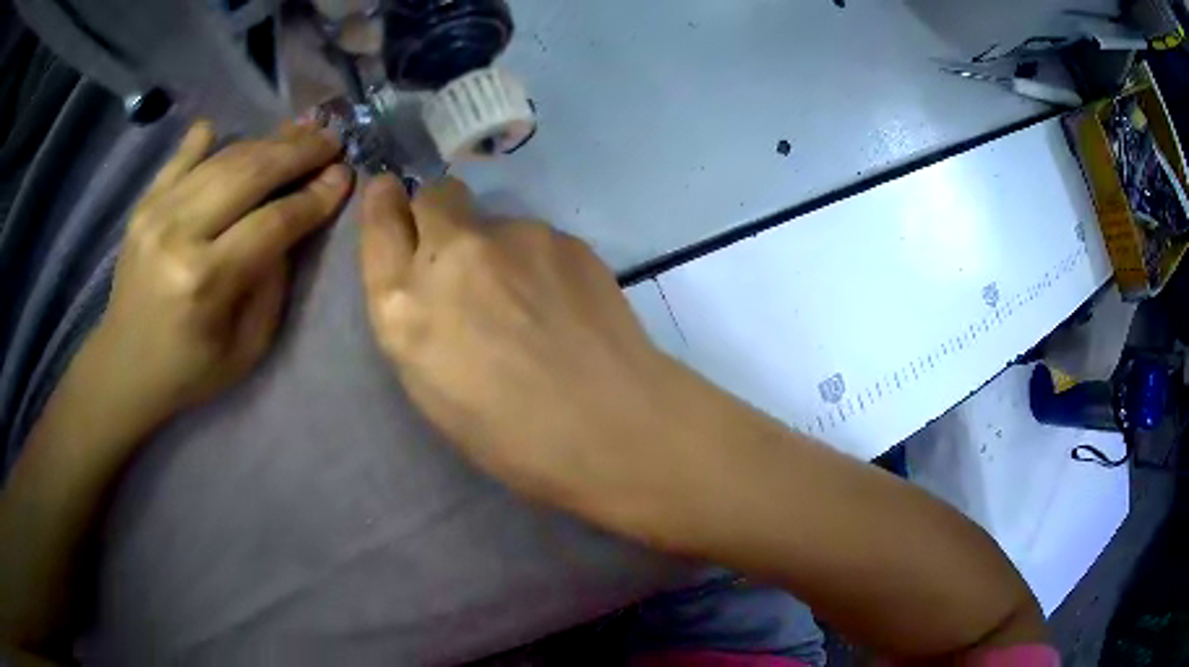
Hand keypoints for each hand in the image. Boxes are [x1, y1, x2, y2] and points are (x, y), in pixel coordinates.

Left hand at [91, 121, 351, 426]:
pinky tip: (222, 131)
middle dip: (299, 152)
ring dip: (266, 141)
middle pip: (251, 174)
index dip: (314, 196)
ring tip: (298, 131)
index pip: (274, 222)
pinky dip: (205, 140)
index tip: (344, 175)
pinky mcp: (143, 205)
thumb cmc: (190, 370)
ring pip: (223, 158)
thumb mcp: (247, 347)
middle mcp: (179, 234)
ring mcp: (156, 213)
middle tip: (331, 139)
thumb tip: (294, 223)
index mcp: (207, 281)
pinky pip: (181, 157)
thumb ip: (272, 282)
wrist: (124, 368)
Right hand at [360, 175, 687, 525]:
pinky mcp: (563, 236)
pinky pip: (536, 239)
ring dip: (497, 248)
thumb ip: (418, 318)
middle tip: (459, 251)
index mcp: (404, 304)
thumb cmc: (510, 435)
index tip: (389, 195)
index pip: (380, 223)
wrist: (610, 424)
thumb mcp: (430, 386)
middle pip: (434, 196)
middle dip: (438, 212)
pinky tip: (563, 303)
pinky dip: (538, 262)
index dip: (383, 204)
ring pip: (492, 220)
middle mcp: (451, 254)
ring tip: (530, 302)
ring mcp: (513, 237)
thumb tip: (429, 280)